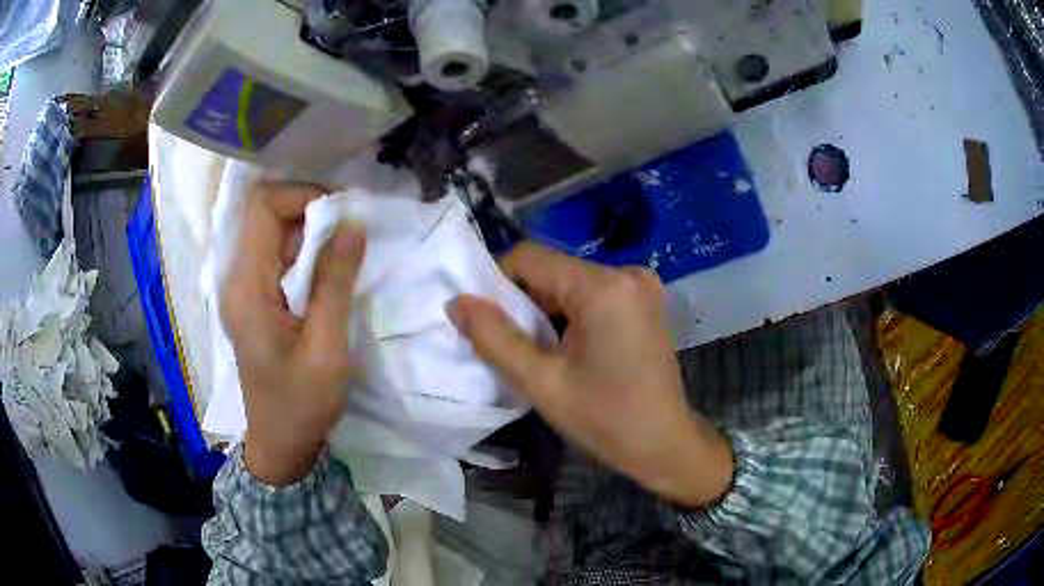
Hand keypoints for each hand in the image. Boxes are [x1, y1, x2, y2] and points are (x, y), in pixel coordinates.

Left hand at [222, 180, 365, 486]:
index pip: (262, 206)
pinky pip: (275, 255)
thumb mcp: (325, 347)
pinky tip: (328, 265)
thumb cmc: (301, 403)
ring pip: (271, 231)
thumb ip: (335, 281)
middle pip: (264, 213)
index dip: (302, 195)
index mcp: (246, 287)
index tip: (342, 212)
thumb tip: (352, 221)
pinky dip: (303, 249)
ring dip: (308, 228)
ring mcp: (243, 289)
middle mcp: (237, 278)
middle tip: (350, 225)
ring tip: (345, 243)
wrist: (280, 444)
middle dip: (308, 207)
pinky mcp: (254, 299)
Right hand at [447, 243, 732, 507]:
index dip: (496, 283)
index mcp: (602, 286)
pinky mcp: (645, 301)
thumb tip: (457, 302)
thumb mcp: (542, 383)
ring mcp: (641, 285)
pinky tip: (568, 349)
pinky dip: (570, 314)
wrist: (665, 445)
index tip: (485, 321)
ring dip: (546, 310)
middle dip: (523, 302)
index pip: (530, 258)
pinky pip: (592, 293)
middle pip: (552, 269)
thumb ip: (494, 338)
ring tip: (540, 353)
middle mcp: (626, 272)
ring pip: (570, 282)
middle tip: (511, 345)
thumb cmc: (605, 420)